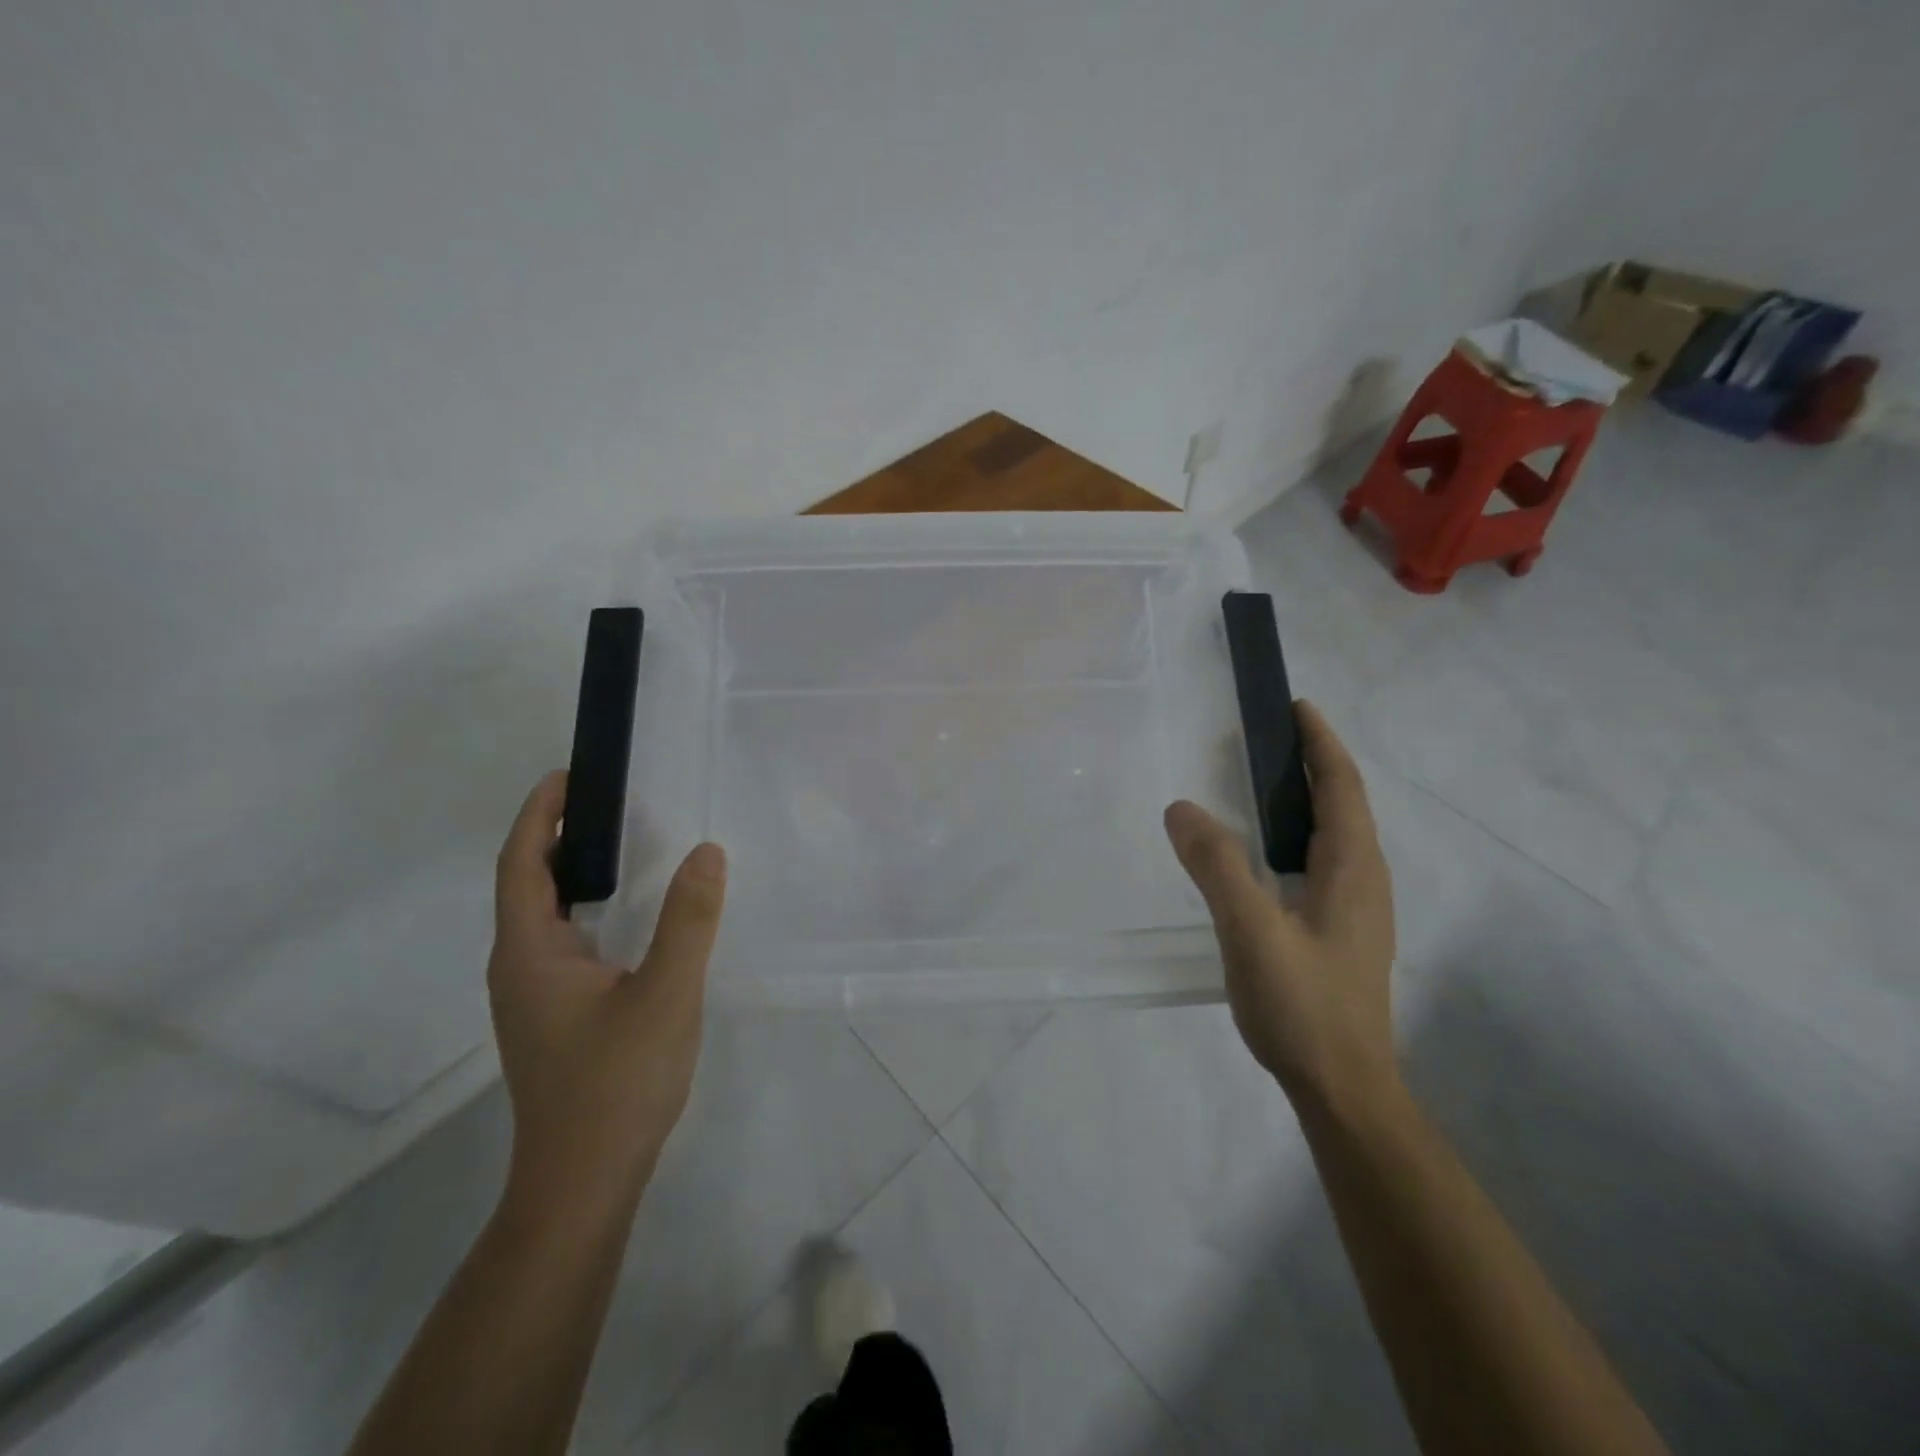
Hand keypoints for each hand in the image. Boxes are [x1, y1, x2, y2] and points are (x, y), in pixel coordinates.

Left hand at [488, 772, 726, 1213]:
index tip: (568, 776)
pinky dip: (585, 909)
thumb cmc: (616, 1083)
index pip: (522, 864)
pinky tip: (626, 918)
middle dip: (557, 836)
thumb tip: (706, 851)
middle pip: (527, 884)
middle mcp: (519, 968)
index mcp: (529, 953)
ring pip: (544, 917)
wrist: (584, 1182)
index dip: (539, 815)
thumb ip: (688, 920)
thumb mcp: (665, 994)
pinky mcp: (553, 1017)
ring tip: (619, 846)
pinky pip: (561, 942)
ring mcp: (532, 997)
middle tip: (607, 802)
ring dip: (571, 873)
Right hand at [1164, 702, 1396, 1109]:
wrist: (1344, 1088)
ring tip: (1262, 786)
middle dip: (1312, 764)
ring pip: (1335, 836)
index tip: (1296, 707)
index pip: (1342, 787)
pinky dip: (1297, 835)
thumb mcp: (1251, 932)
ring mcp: (1358, 910)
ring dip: (1306, 799)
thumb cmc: (1304, 1006)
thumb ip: (1217, 867)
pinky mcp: (1342, 933)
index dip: (1321, 743)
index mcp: (1353, 869)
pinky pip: (1323, 863)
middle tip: (1265, 740)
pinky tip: (1265, 856)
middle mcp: (1365, 881)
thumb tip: (1181, 808)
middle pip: (1343, 805)